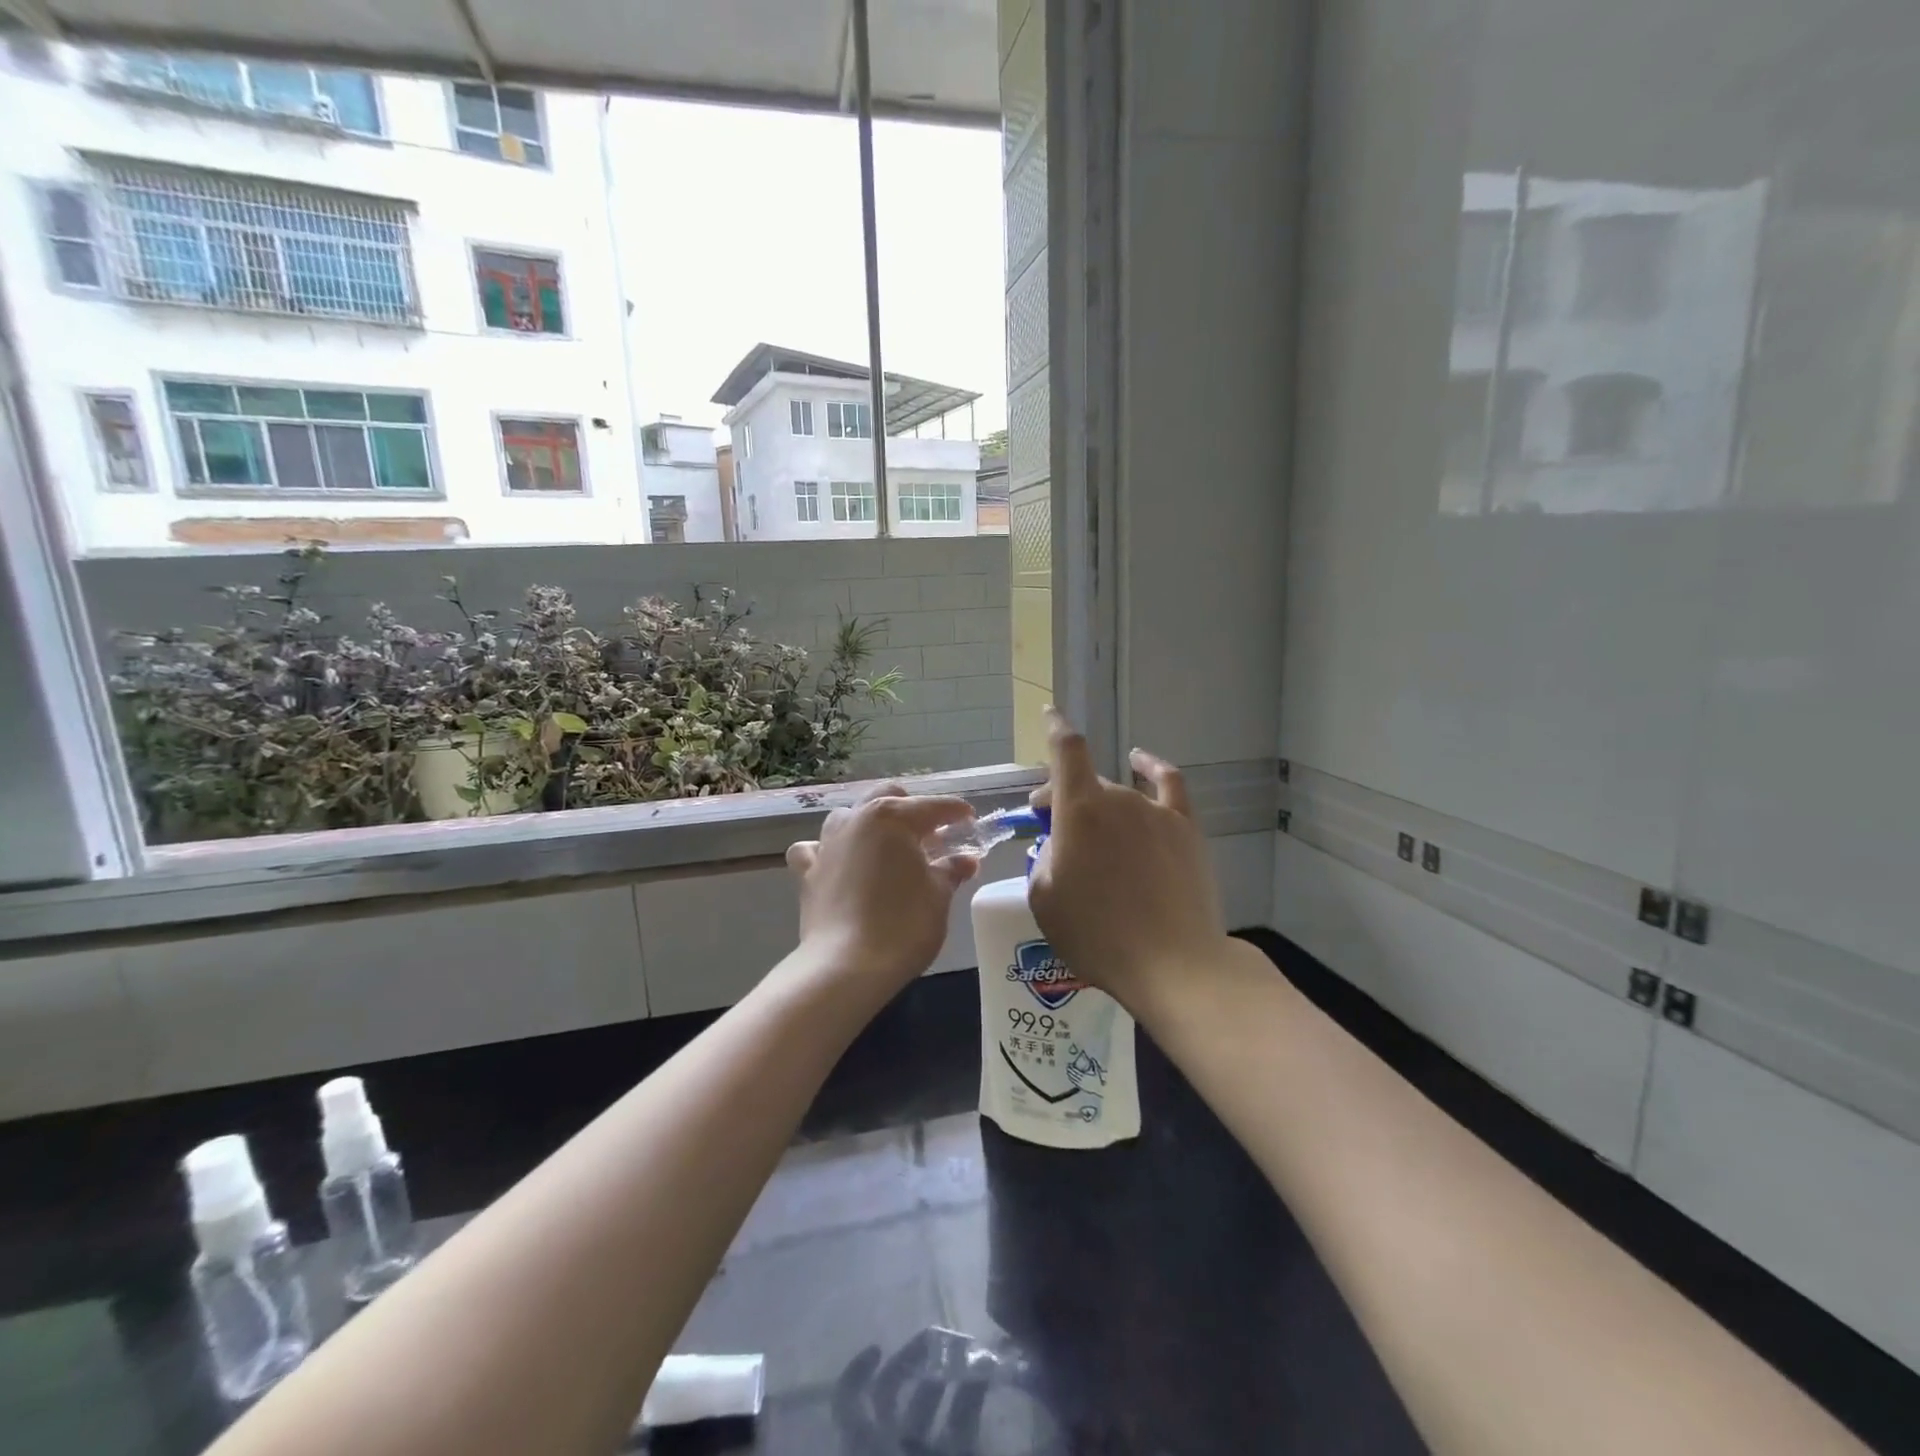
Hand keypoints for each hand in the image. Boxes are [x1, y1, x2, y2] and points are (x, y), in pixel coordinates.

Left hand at [785, 786, 979, 990]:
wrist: (846, 966)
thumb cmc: (903, 925)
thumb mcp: (939, 896)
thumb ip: (951, 870)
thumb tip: (966, 860)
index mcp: (893, 818)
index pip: (933, 806)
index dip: (956, 812)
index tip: (971, 821)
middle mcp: (856, 819)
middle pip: (887, 797)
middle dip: (911, 809)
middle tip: (931, 836)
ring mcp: (827, 843)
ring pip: (849, 817)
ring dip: (870, 825)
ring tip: (888, 850)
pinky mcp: (807, 871)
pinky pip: (816, 848)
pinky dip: (829, 851)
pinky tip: (840, 864)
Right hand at [1027, 709, 1228, 1013]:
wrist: (1171, 963)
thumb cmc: (1096, 935)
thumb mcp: (1045, 899)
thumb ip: (1045, 858)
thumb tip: (1060, 843)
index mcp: (1079, 810)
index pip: (1066, 750)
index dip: (1055, 728)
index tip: (1049, 714)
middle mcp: (1119, 798)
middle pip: (1086, 781)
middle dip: (1063, 797)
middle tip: (1051, 828)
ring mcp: (1156, 812)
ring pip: (1120, 794)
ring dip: (1099, 804)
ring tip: (1092, 834)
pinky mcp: (1186, 829)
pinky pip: (1168, 784)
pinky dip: (1152, 768)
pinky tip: (1142, 762)